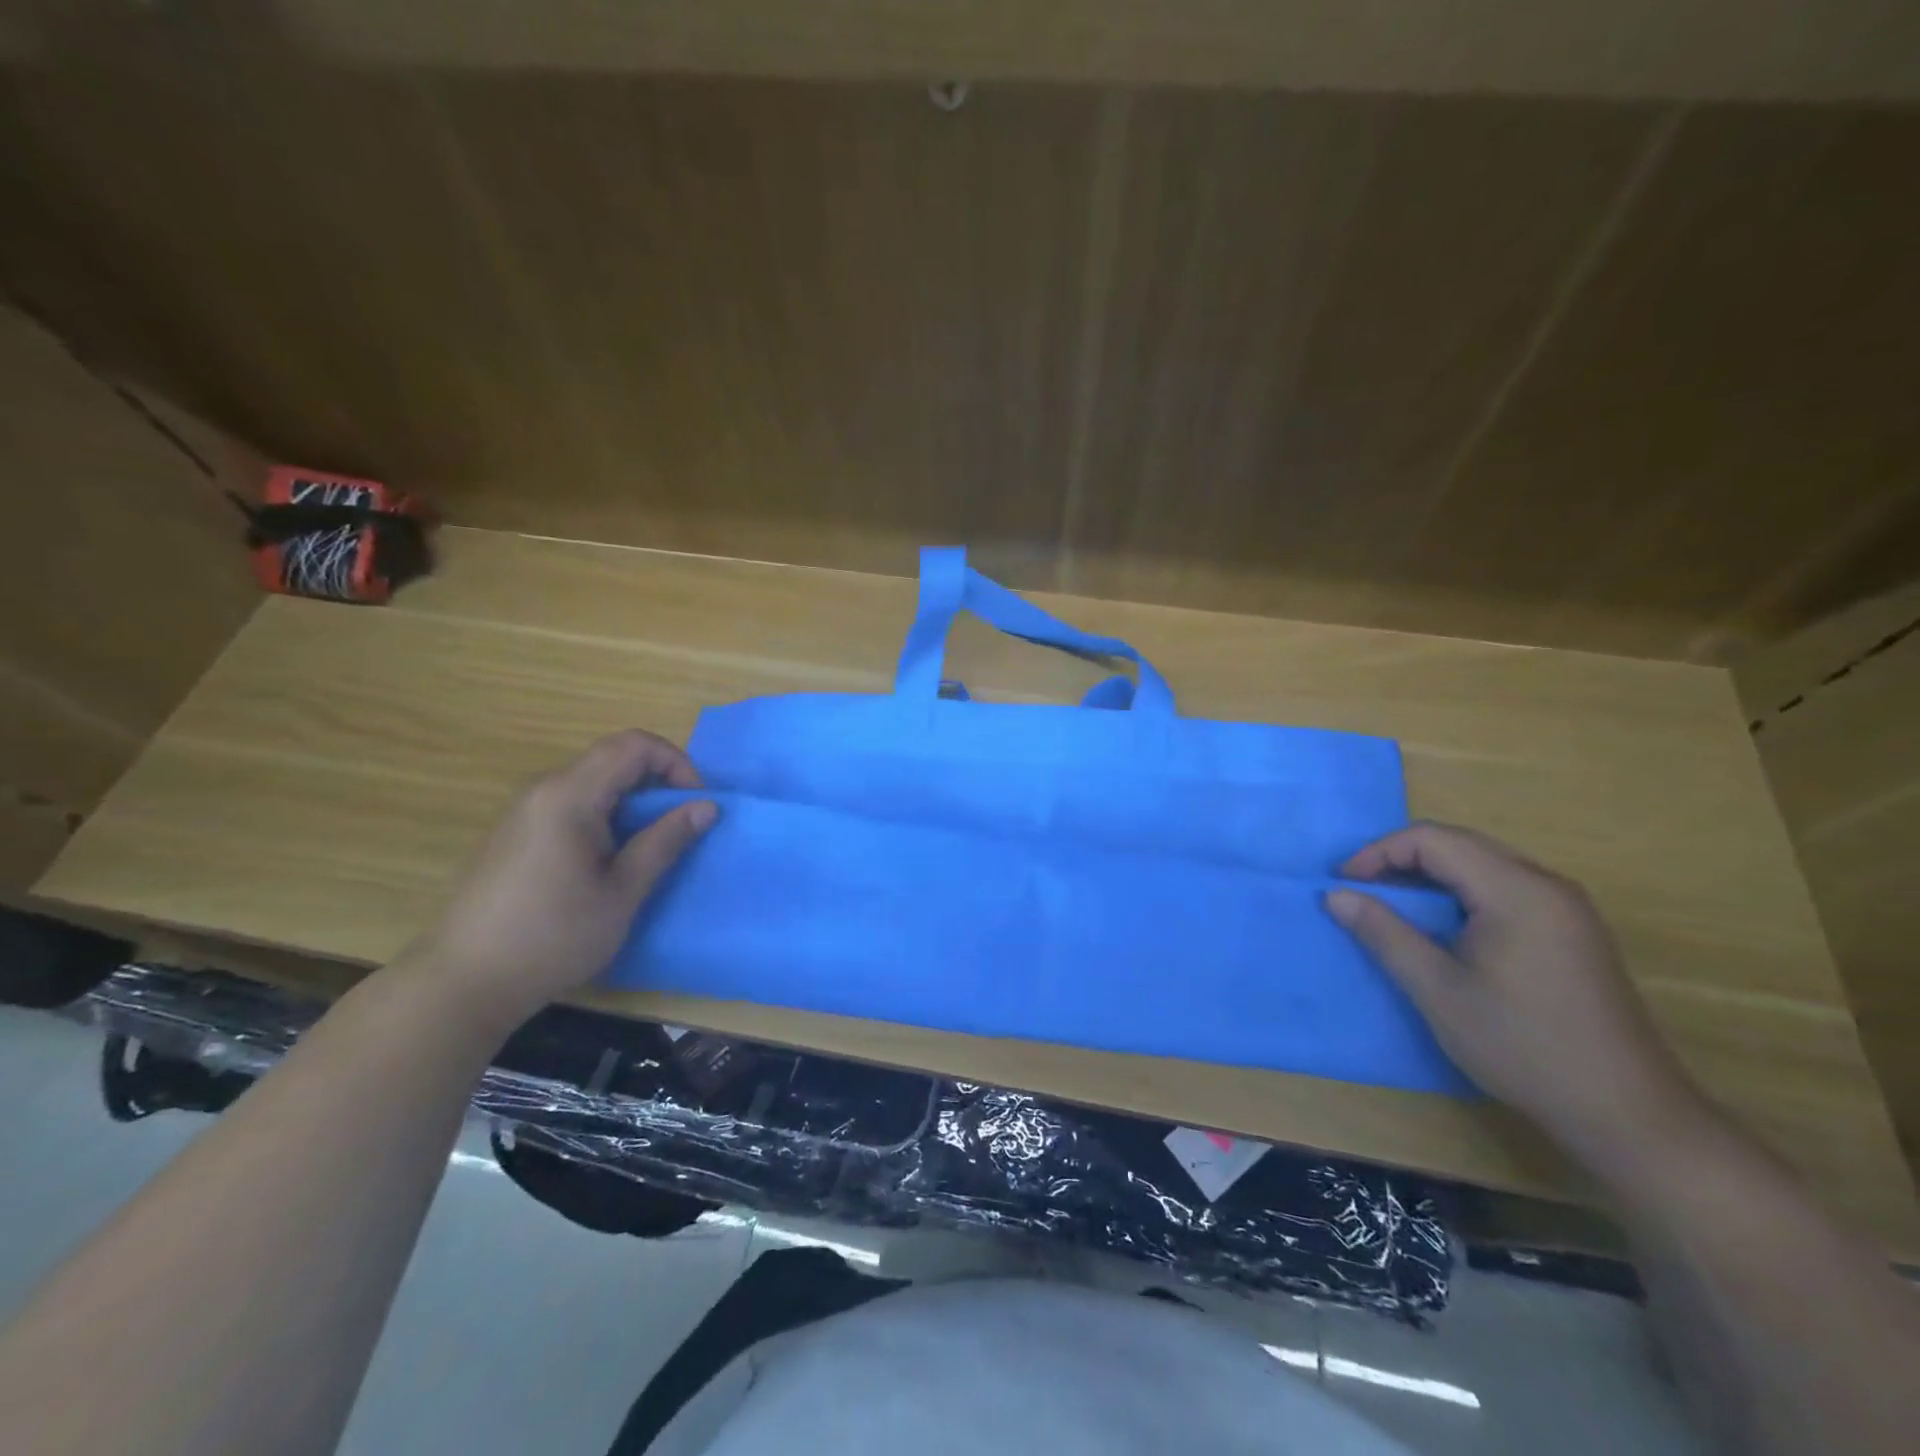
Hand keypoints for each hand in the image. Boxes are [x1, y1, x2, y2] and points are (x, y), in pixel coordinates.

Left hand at [410, 731, 716, 1030]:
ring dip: (632, 799)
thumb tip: (707, 806)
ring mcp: (524, 812)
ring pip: (592, 781)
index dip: (676, 763)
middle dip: (657, 781)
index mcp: (570, 796)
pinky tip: (606, 860)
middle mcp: (543, 791)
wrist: (464, 983)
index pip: (634, 745)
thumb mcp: (622, 892)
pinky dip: (605, 814)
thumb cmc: (553, 938)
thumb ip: (665, 841)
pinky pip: (571, 803)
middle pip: (613, 758)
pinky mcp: (515, 834)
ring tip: (649, 844)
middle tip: (680, 824)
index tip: (694, 804)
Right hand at [1326, 823, 1698, 1156]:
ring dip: (1431, 874)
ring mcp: (1567, 907)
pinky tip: (1444, 925)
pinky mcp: (1573, 930)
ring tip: (1394, 904)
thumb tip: (1336, 895)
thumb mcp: (1437, 990)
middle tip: (1361, 889)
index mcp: (1516, 891)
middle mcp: (1547, 884)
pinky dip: (1461, 891)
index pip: (1433, 840)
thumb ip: (1384, 933)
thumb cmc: (1522, 1046)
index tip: (1344, 885)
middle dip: (1401, 858)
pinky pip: (1505, 886)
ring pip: (1483, 862)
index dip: (1379, 853)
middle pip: (1460, 843)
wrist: (1627, 1113)